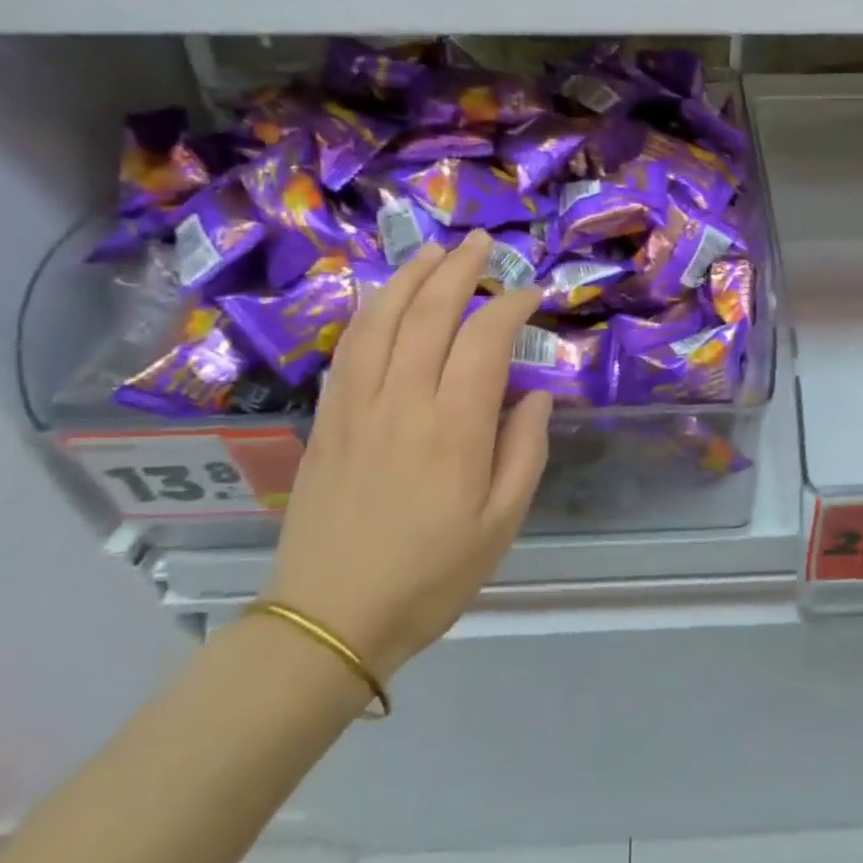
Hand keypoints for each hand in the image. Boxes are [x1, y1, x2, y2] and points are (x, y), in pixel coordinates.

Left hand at [266, 233, 551, 679]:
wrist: (331, 619)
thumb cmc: (432, 575)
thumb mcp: (502, 523)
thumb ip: (525, 450)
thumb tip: (535, 394)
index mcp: (454, 427)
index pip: (484, 338)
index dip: (510, 305)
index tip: (531, 294)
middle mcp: (402, 401)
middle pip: (429, 313)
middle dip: (459, 270)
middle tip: (482, 243)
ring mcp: (356, 406)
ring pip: (381, 320)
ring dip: (410, 278)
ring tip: (433, 252)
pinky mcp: (326, 420)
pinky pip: (348, 349)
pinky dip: (370, 313)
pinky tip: (383, 302)